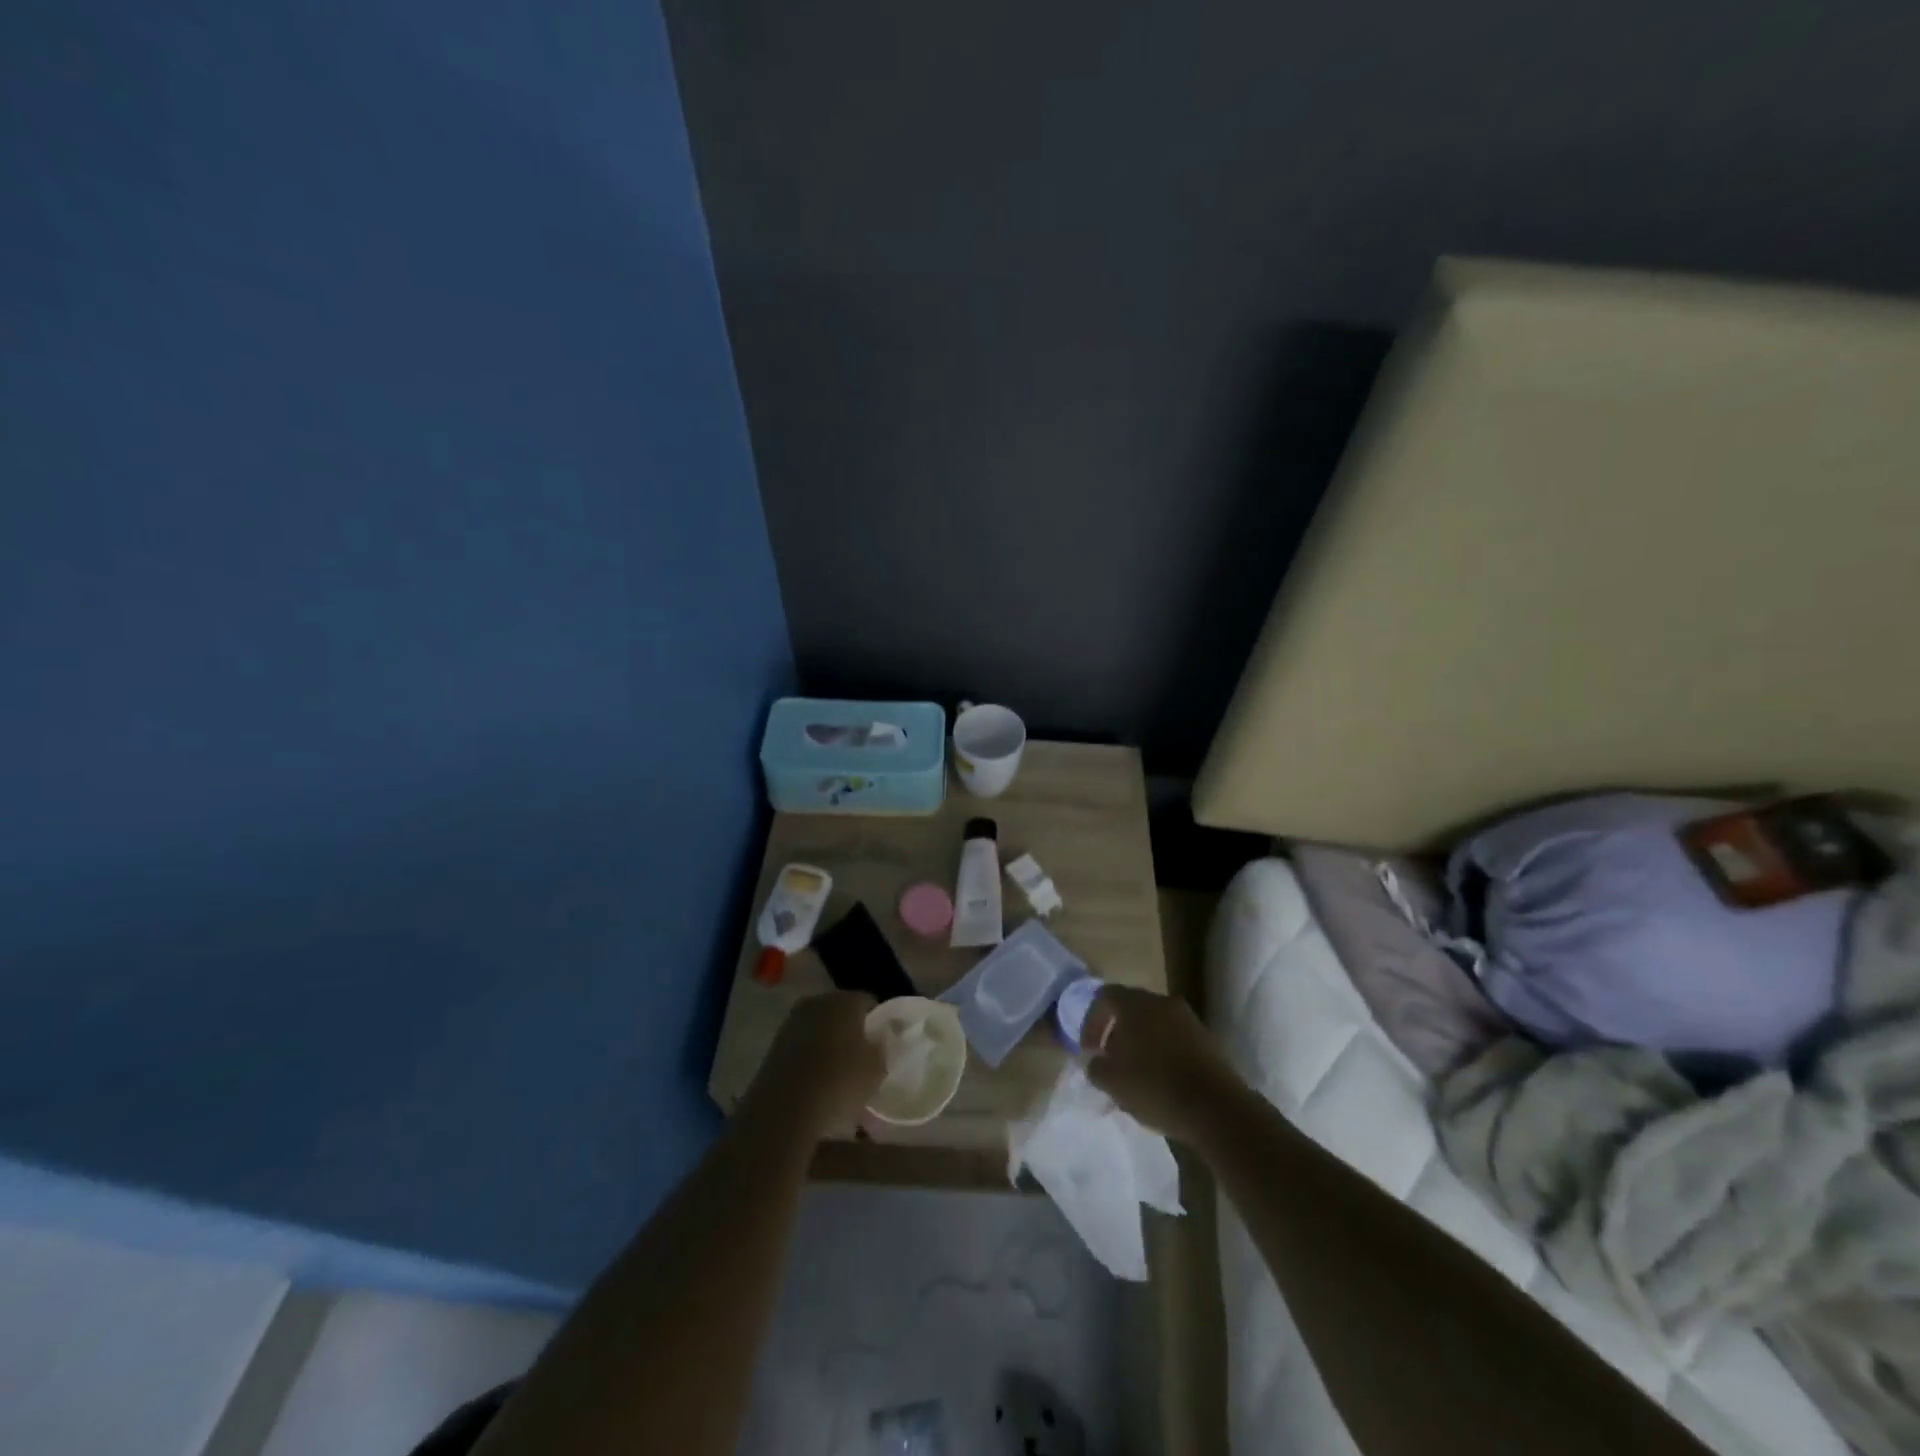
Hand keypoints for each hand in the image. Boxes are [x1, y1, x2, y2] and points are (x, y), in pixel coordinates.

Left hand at [745, 991, 886, 1140]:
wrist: (786, 1108)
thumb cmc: (840, 1082)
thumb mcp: (877, 1069)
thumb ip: (881, 1048)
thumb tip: (877, 1040)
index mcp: (845, 1000)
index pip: (868, 1002)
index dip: (877, 1022)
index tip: (881, 1042)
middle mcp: (817, 1001)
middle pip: (841, 1011)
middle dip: (850, 1028)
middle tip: (860, 1055)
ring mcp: (793, 1021)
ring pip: (819, 1026)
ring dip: (828, 1041)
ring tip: (837, 1069)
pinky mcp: (775, 1043)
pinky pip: (802, 1043)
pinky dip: (810, 1054)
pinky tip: (816, 1077)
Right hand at [1082, 986, 1243, 1145]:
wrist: (1216, 1108)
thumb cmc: (1155, 1087)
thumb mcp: (1112, 1082)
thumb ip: (1095, 1066)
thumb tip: (1094, 1060)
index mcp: (1136, 1004)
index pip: (1104, 996)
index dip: (1091, 1022)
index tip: (1089, 1051)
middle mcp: (1162, 1002)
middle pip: (1131, 1009)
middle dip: (1116, 1033)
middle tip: (1110, 1062)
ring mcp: (1188, 1020)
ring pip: (1154, 1025)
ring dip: (1140, 1044)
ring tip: (1134, 1076)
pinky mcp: (1207, 1040)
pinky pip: (1174, 1039)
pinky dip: (1162, 1053)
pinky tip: (1160, 1082)